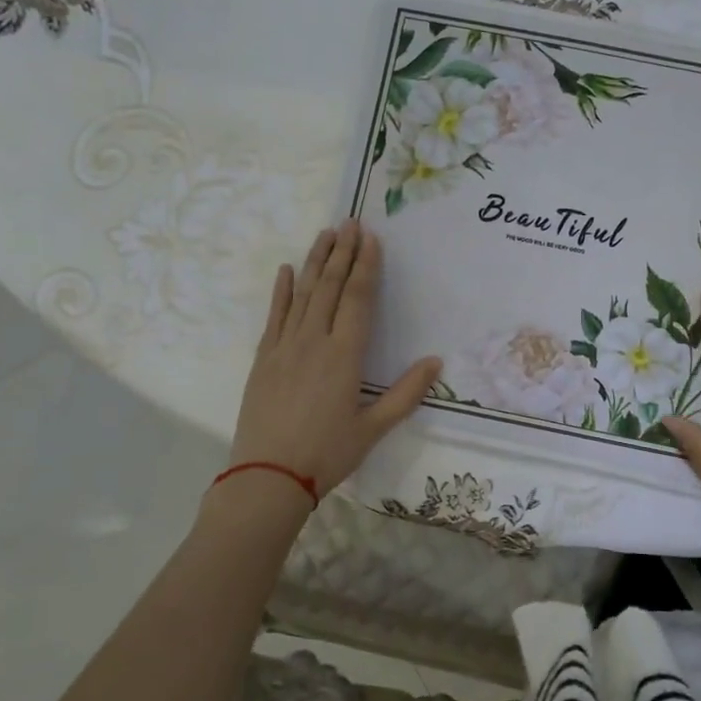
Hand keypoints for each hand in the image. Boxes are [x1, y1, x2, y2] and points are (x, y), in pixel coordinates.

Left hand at [228, 221, 440, 497]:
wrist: (267, 477)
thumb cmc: (327, 455)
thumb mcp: (373, 429)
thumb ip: (406, 394)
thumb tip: (436, 362)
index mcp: (344, 356)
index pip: (358, 299)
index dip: (365, 266)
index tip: (370, 238)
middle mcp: (313, 341)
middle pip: (330, 287)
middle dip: (342, 253)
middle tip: (350, 222)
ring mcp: (284, 347)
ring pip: (302, 294)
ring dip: (315, 262)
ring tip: (325, 234)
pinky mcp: (264, 359)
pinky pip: (274, 316)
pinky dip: (281, 291)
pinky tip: (287, 271)